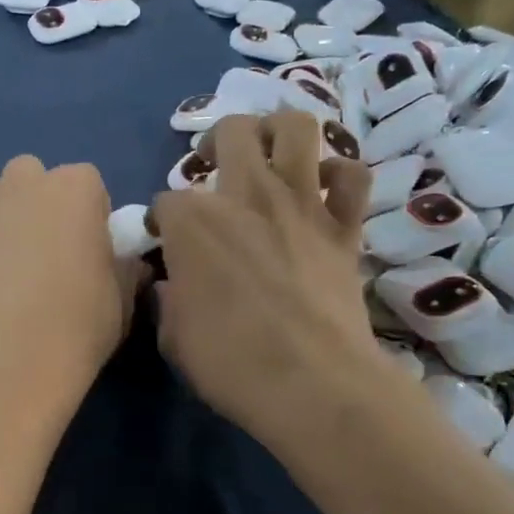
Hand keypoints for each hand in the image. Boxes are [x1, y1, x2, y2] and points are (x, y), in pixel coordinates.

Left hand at [0, 156, 135, 407]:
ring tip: (20, 259)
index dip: (92, 216)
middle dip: (46, 203)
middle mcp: (28, 182)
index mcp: (77, 186)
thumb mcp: (123, 295)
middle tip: (54, 250)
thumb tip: (131, 266)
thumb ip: (126, 269)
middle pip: (38, 178)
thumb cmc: (82, 319)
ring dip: (12, 213)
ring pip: (1, 194)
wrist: (15, 354)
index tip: (93, 248)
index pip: (90, 184)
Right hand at [151, 111, 393, 456]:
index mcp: (192, 223)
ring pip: (295, 127)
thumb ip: (169, 301)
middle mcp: (245, 196)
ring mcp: (301, 204)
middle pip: (230, 131)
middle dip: (215, 141)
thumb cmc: (232, 364)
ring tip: (268, 151)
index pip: (165, 202)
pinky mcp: (343, 225)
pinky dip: (339, 174)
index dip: (161, 221)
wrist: (313, 385)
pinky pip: (352, 176)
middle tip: (212, 165)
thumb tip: (172, 285)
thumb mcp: (174, 338)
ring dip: (277, 131)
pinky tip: (324, 188)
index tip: (163, 242)